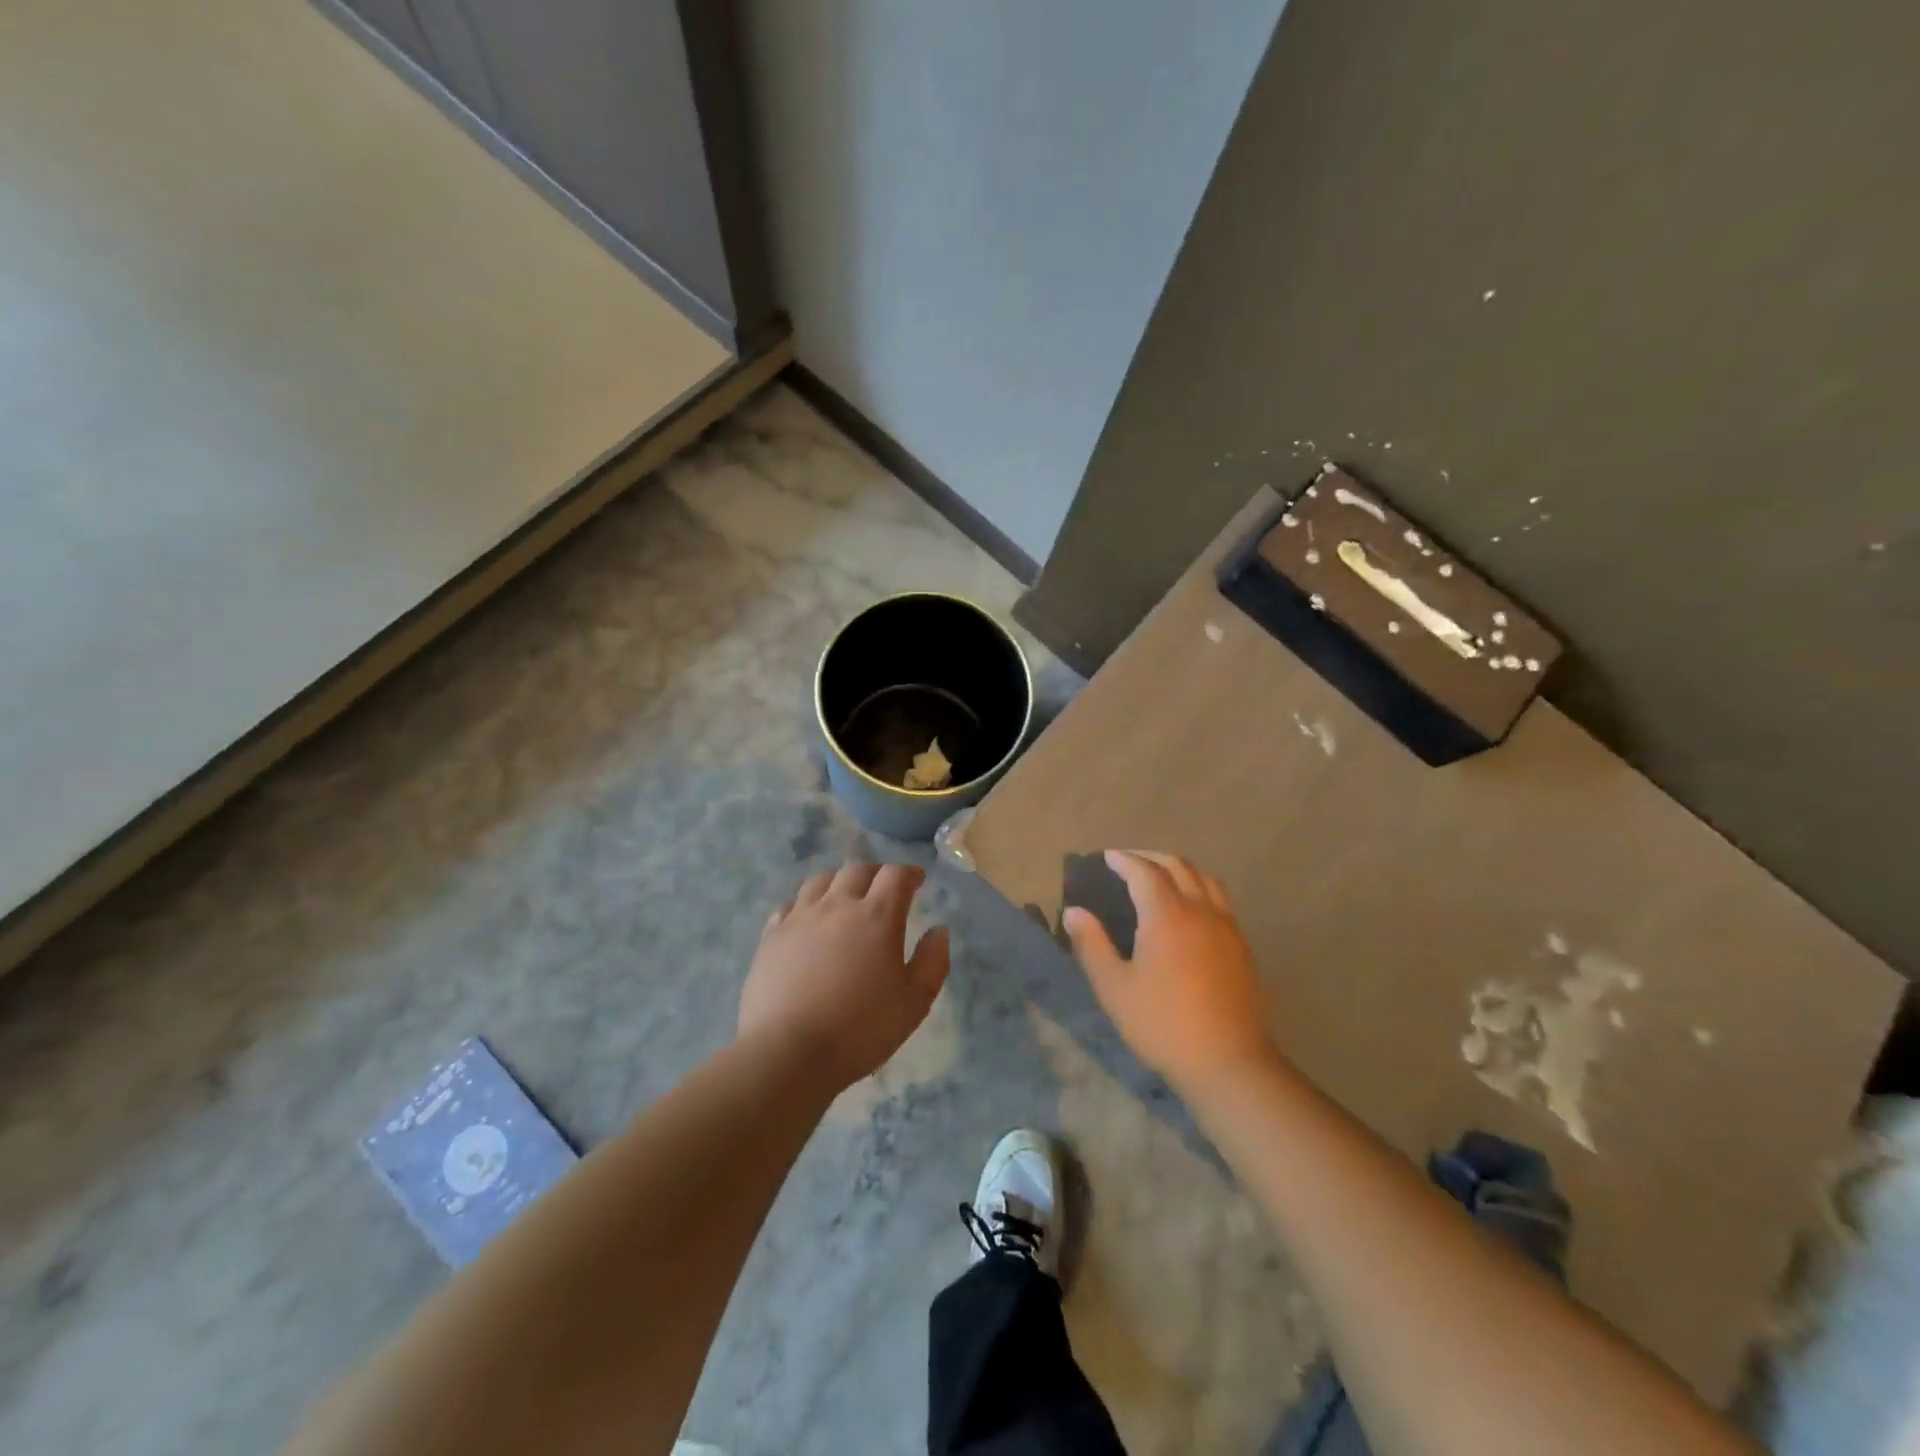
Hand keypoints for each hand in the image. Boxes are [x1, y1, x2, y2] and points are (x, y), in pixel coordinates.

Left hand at [740, 863, 949, 1091]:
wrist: (788, 1053)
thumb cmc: (860, 1029)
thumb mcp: (914, 1002)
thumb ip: (932, 962)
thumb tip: (938, 931)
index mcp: (877, 916)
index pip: (896, 876)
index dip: (909, 873)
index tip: (917, 880)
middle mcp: (837, 905)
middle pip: (857, 870)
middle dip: (875, 873)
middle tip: (883, 887)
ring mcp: (799, 918)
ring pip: (820, 880)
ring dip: (839, 881)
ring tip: (845, 896)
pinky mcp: (771, 936)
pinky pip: (790, 905)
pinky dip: (805, 903)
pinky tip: (807, 918)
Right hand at [1063, 850, 1277, 1092]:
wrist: (1227, 1061)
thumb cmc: (1162, 1024)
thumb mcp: (1114, 988)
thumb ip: (1092, 944)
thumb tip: (1074, 911)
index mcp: (1167, 915)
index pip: (1144, 872)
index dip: (1124, 860)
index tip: (1107, 857)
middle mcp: (1200, 910)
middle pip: (1178, 866)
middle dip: (1151, 857)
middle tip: (1129, 861)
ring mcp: (1226, 926)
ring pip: (1205, 879)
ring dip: (1180, 868)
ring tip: (1161, 876)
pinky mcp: (1241, 946)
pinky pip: (1220, 899)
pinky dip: (1199, 888)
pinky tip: (1190, 908)